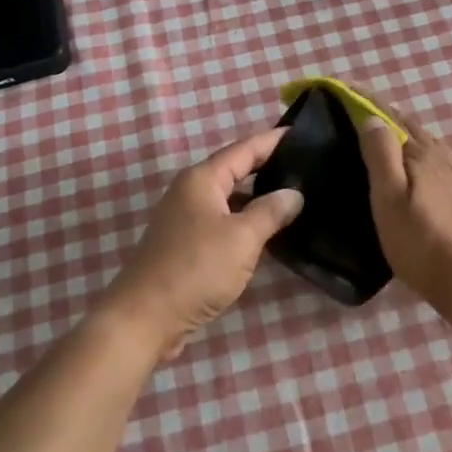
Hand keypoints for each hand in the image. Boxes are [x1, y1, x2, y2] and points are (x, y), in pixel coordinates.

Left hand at [102, 128, 303, 354]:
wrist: (145, 318)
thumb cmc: (195, 269)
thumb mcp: (242, 238)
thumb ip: (270, 211)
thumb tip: (294, 194)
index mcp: (202, 179)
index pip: (245, 148)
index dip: (273, 140)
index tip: (302, 133)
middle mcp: (191, 191)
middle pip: (235, 169)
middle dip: (268, 166)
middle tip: (306, 165)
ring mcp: (186, 219)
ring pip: (230, 198)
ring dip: (258, 196)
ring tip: (294, 196)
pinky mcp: (186, 244)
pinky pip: (223, 221)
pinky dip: (245, 220)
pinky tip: (268, 231)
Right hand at [358, 111, 451, 300]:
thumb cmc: (420, 243)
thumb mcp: (389, 199)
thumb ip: (381, 155)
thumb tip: (373, 117)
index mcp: (421, 155)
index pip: (392, 118)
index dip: (369, 103)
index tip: (347, 88)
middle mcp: (445, 159)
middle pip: (415, 130)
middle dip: (391, 118)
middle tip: (366, 115)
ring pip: (435, 147)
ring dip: (414, 137)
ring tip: (396, 141)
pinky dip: (436, 159)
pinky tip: (438, 170)